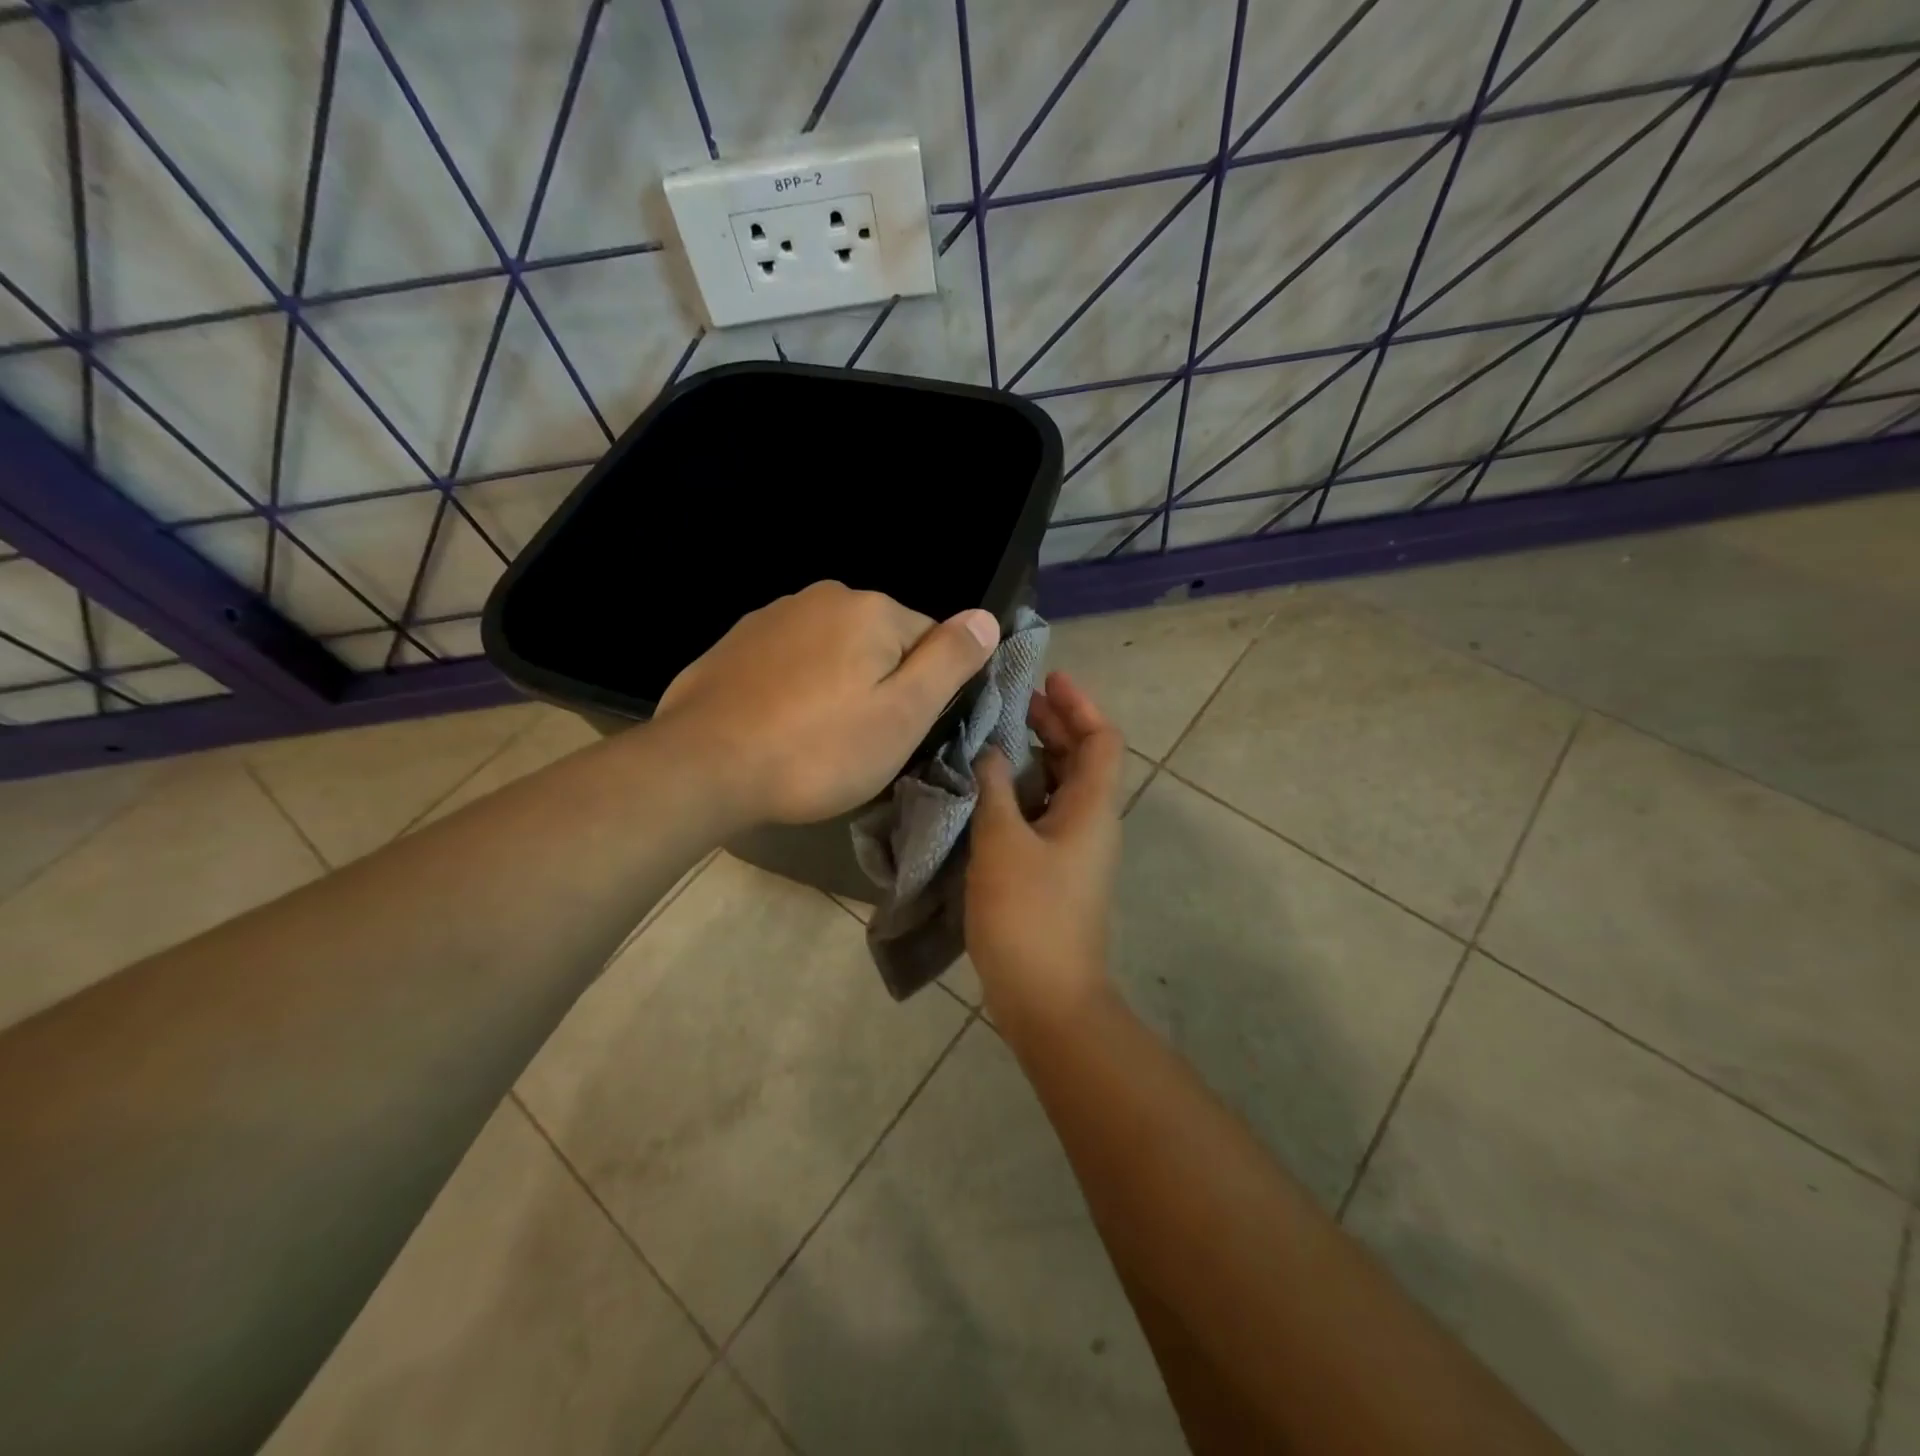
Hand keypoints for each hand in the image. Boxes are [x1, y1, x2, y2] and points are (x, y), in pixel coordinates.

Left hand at [655, 581, 999, 825]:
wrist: (703, 766)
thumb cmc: (817, 749)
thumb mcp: (902, 714)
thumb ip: (949, 661)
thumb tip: (986, 616)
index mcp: (872, 610)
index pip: (932, 640)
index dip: (926, 690)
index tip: (902, 732)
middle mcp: (824, 596)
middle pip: (881, 643)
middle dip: (881, 684)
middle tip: (860, 741)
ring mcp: (773, 614)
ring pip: (834, 651)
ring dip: (838, 685)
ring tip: (816, 738)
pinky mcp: (737, 641)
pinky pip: (791, 660)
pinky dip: (796, 687)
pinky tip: (779, 724)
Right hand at [966, 671, 1124, 1033]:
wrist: (1047, 999)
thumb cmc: (1028, 914)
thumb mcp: (1002, 843)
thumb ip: (996, 789)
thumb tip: (992, 753)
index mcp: (1092, 808)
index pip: (1102, 739)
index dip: (1079, 703)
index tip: (1047, 678)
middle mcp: (1092, 823)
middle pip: (1083, 759)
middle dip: (1054, 724)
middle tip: (1013, 702)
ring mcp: (1075, 851)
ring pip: (1062, 787)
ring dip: (1035, 757)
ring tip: (994, 738)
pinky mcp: (1055, 873)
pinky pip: (1044, 814)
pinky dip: (1022, 792)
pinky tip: (988, 791)